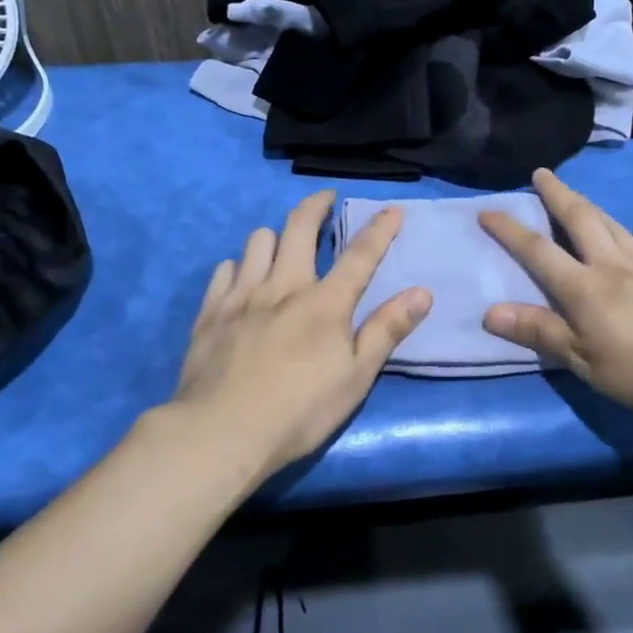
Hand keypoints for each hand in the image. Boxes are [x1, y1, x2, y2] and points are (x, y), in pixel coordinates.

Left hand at [165, 191, 430, 474]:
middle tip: (325, 199)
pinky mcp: (211, 311)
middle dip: (316, 205)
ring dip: (275, 235)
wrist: (220, 432)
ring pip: (258, 240)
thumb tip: (421, 292)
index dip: (379, 229)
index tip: (392, 209)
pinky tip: (242, 280)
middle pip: (299, 227)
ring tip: (282, 245)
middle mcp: (283, 286)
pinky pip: (224, 269)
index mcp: (325, 303)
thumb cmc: (298, 412)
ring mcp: (242, 295)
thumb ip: (387, 331)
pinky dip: (239, 266)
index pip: (360, 254)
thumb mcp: (355, 378)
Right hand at [479, 169, 632, 419]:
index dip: (510, 230)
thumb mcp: (581, 359)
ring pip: (615, 227)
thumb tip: (490, 311)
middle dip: (556, 195)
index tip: (487, 209)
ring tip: (580, 197)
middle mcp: (613, 266)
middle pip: (580, 221)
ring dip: (593, 208)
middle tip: (542, 173)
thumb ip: (538, 332)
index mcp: (583, 287)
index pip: (537, 251)